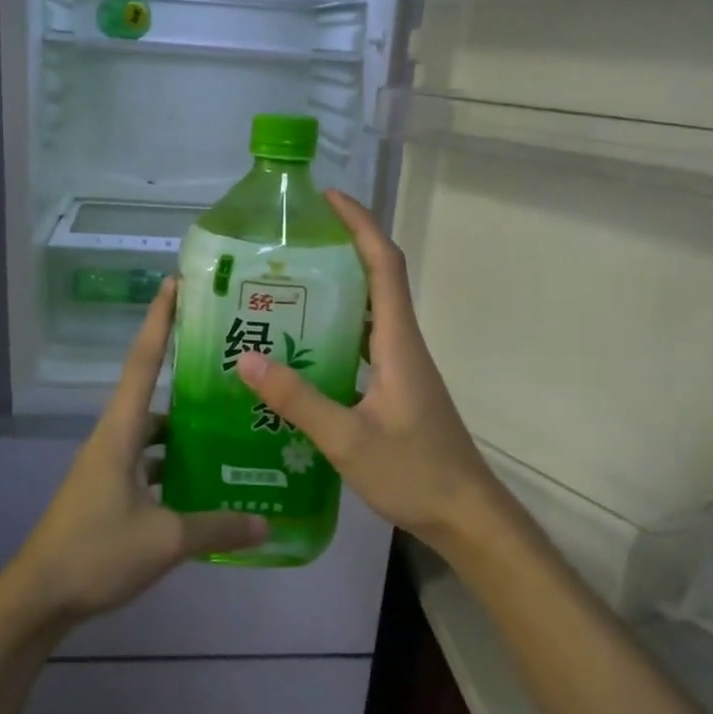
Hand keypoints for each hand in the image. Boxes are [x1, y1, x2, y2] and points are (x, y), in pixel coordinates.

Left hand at [0, 278, 267, 630]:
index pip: (141, 362)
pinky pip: (149, 466)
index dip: (159, 321)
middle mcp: (112, 440)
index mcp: (119, 433)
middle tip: (233, 370)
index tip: (176, 284)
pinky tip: (207, 484)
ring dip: (186, 431)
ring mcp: (108, 469)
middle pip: (152, 395)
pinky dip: (176, 468)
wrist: (38, 596)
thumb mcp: (165, 540)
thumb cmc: (96, 553)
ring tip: (234, 428)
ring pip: (154, 436)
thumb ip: (218, 527)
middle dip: (187, 378)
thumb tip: (266, 524)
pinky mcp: (109, 494)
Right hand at [234, 191, 508, 549]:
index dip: (360, 225)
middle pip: (378, 281)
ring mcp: (402, 370)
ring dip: (337, 295)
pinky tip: (300, 356)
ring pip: (369, 317)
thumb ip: (298, 400)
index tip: (328, 198)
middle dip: (341, 251)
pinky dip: (335, 337)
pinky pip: (363, 349)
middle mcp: (402, 347)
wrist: (465, 516)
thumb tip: (247, 359)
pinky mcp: (396, 393)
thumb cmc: (415, 473)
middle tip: (289, 248)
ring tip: (284, 292)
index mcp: (398, 344)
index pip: (385, 265)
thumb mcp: (348, 439)